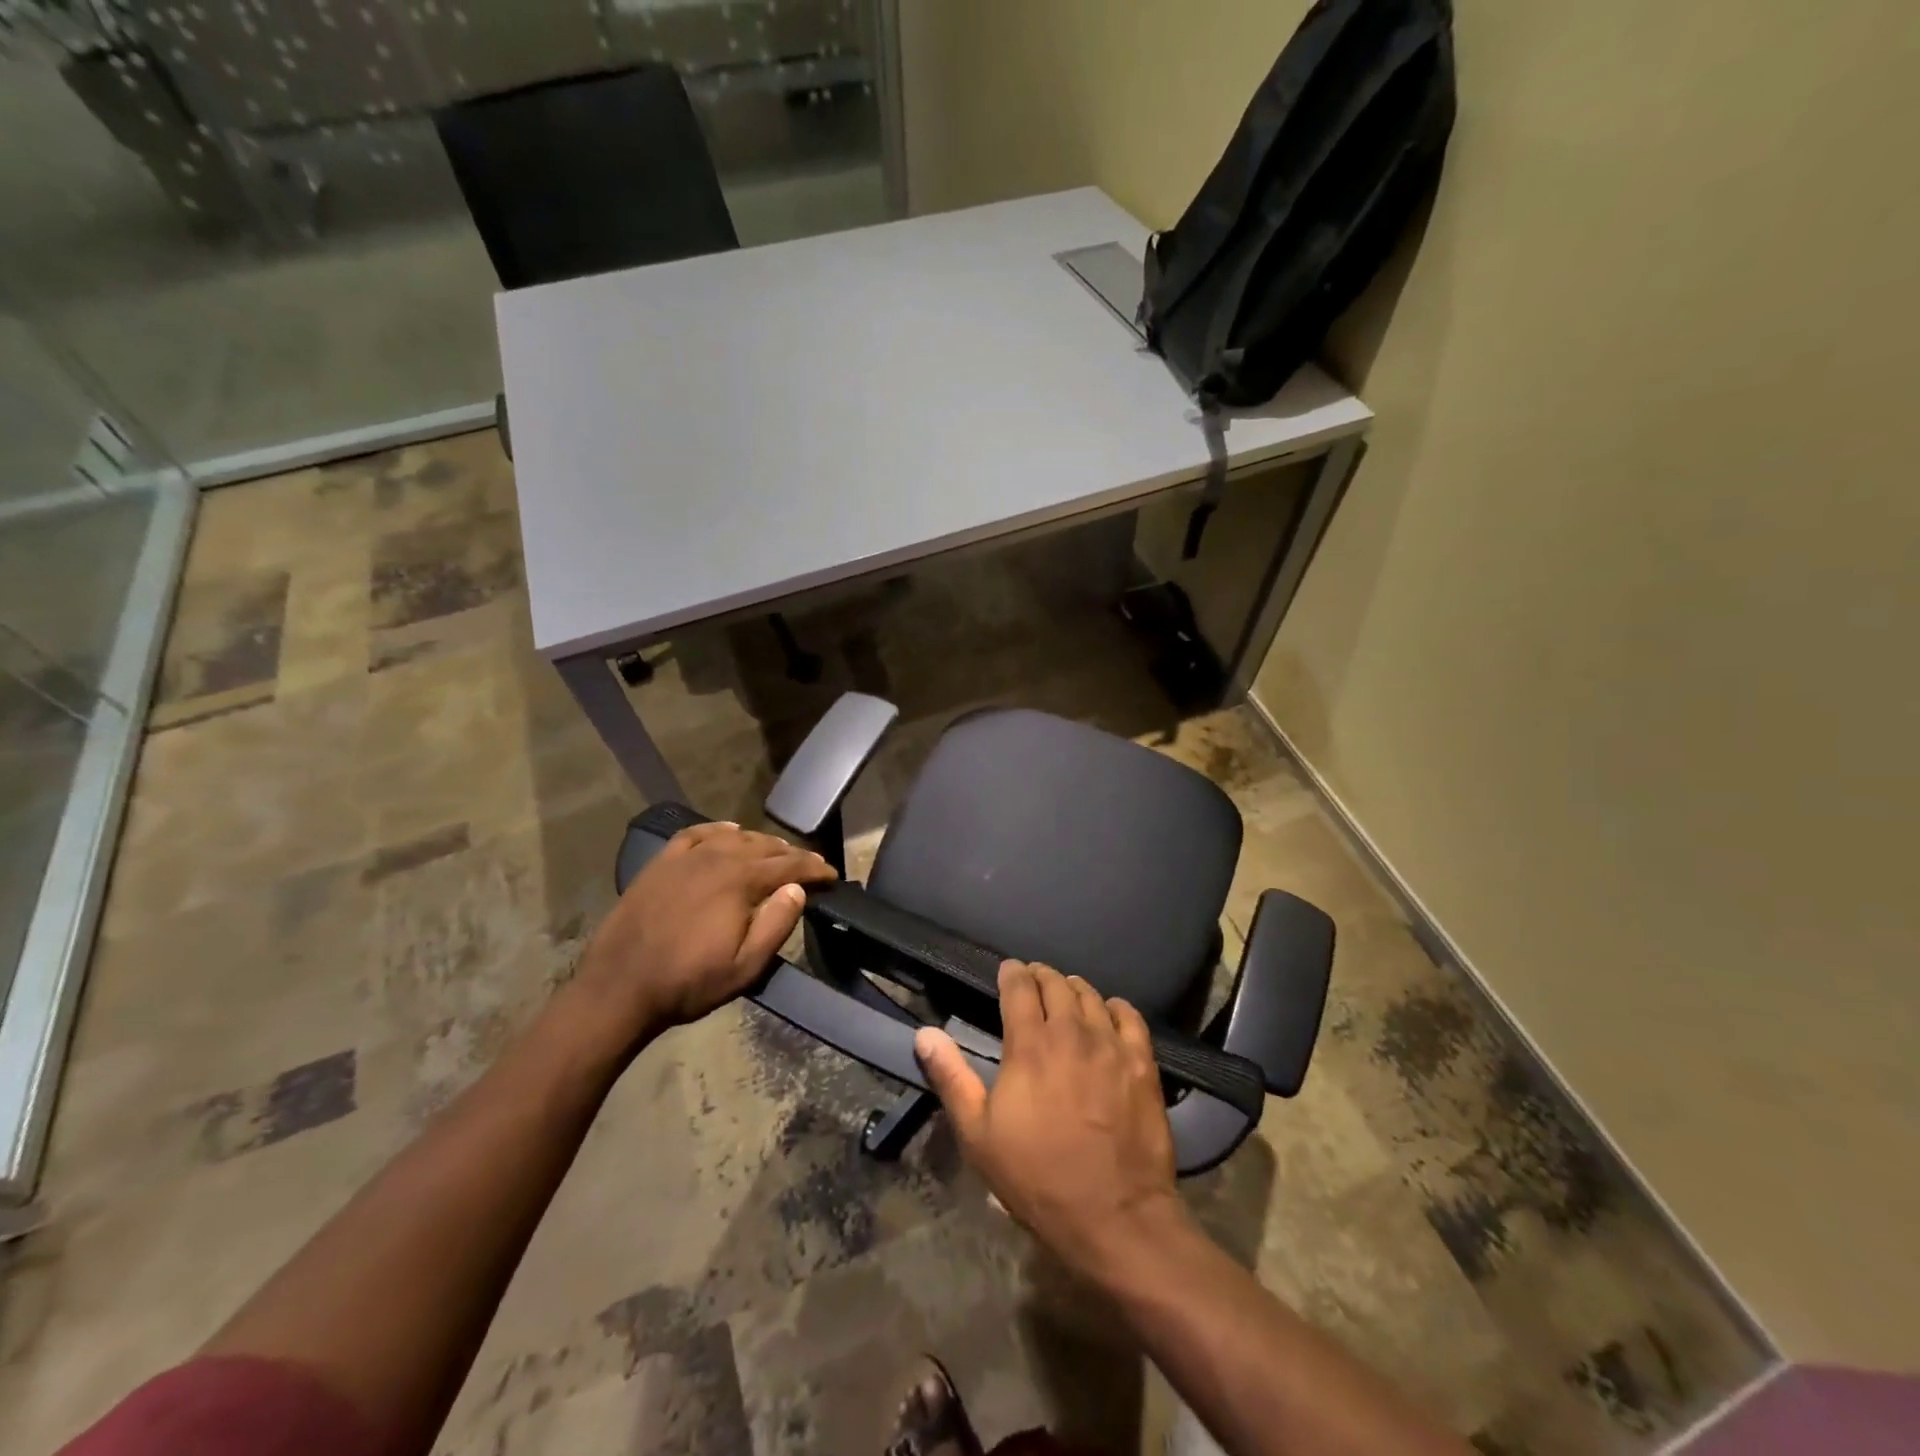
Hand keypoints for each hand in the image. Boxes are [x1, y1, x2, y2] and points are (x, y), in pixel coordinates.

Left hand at [577, 822, 836, 1045]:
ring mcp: (686, 856)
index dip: (815, 869)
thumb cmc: (688, 982)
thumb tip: (797, 889)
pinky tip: (728, 832)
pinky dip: (719, 830)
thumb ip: (776, 924)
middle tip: (810, 867)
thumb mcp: (744, 967)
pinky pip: (697, 833)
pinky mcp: (662, 862)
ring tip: (775, 853)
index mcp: (740, 881)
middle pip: (765, 846)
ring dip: (761, 843)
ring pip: (735, 836)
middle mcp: (717, 857)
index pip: (790, 865)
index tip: (832, 876)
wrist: (619, 987)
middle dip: (792, 855)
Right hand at [914, 960, 1185, 1282]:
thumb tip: (924, 1034)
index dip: (1011, 973)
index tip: (1007, 970)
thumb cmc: (1037, 1178)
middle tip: (1034, 980)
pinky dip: (1115, 1007)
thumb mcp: (979, 1135)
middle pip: (1056, 984)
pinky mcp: (1143, 1063)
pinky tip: (1109, 1013)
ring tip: (1066, 992)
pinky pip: (1129, 1016)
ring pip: (1091, 996)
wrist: (1115, 1217)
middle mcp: (1071, 1032)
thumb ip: (951, 1078)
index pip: (1019, 988)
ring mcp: (1111, 1045)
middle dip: (1041, 976)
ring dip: (1074, 988)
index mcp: (1029, 1045)